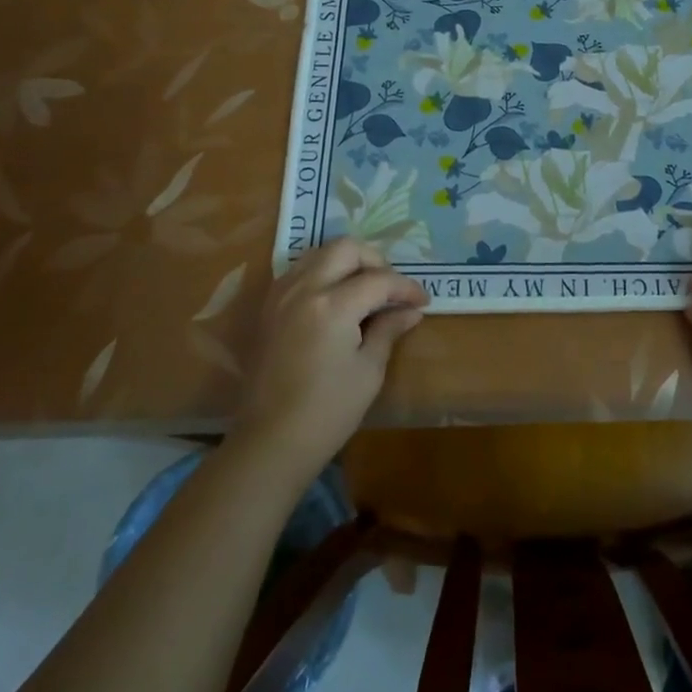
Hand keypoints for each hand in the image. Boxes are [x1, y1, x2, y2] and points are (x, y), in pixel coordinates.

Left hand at [234, 239, 427, 478]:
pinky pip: (299, 271)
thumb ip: (388, 330)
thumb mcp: (368, 371)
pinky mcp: (268, 308)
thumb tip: (410, 311)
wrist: (270, 442)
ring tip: (364, 289)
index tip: (423, 301)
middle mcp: (304, 289)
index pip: (379, 280)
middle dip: (375, 261)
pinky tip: (335, 299)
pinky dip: (322, 273)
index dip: (406, 288)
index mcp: (332, 305)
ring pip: (319, 253)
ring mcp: (281, 295)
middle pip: (346, 249)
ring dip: (347, 263)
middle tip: (391, 289)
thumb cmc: (328, 412)